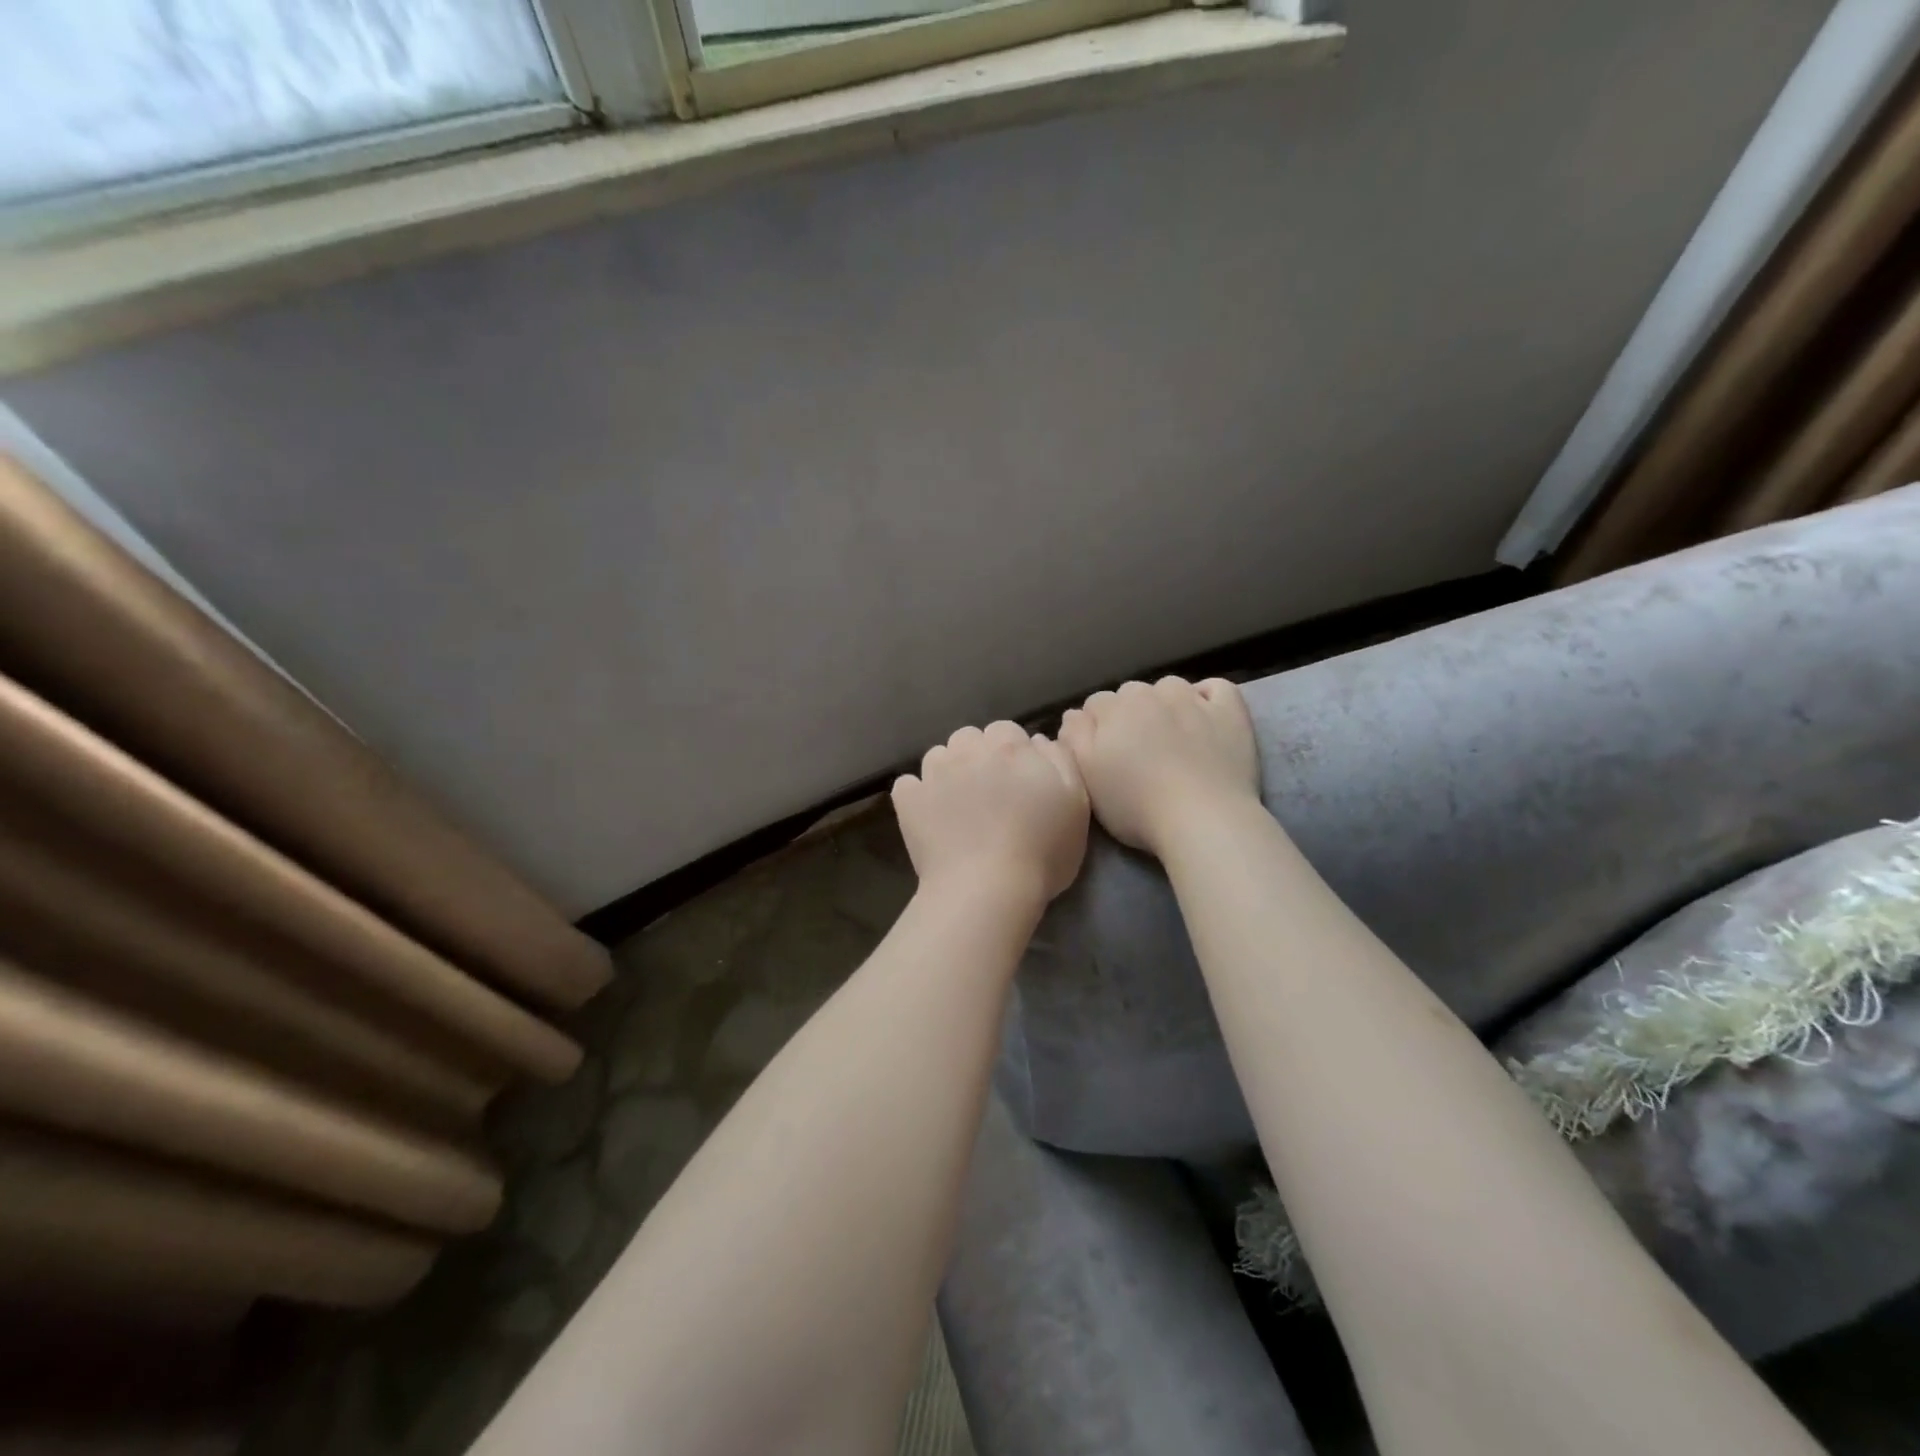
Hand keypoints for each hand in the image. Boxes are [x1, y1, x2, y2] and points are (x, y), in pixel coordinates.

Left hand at [892, 722, 1089, 907]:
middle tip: (989, 792)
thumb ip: (1061, 762)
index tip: (1018, 781)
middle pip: (971, 738)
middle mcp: (969, 750)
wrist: (987, 890)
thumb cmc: (1042, 853)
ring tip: (957, 803)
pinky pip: (908, 784)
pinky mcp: (908, 799)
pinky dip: (917, 795)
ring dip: (947, 771)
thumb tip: (1039, 741)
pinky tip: (928, 814)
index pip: (1008, 731)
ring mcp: (934, 774)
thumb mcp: (1076, 805)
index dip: (1013, 753)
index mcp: (1011, 748)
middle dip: (978, 756)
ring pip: (938, 755)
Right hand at [1059, 677, 1259, 856]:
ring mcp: (1194, 700)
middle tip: (1137, 753)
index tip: (1103, 755)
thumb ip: (1073, 738)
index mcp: (1114, 708)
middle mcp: (1151, 693)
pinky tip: (1205, 718)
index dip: (1096, 728)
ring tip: (1172, 738)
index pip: (1096, 704)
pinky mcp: (1230, 712)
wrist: (1203, 819)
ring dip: (1166, 704)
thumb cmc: (1136, 805)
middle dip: (1130, 715)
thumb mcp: (1086, 777)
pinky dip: (1207, 698)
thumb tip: (1073, 715)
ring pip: (1170, 688)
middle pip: (1132, 694)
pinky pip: (1216, 689)